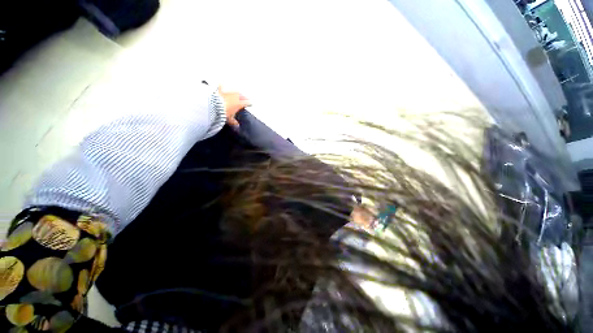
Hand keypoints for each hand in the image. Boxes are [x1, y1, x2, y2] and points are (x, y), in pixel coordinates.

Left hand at [219, 86, 250, 126]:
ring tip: (236, 93)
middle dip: (244, 97)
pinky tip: (222, 85)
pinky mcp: (220, 88)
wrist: (211, 105)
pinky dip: (223, 86)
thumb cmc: (223, 112)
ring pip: (234, 91)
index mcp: (239, 103)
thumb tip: (237, 125)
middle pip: (242, 95)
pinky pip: (222, 86)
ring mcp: (228, 91)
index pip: (247, 102)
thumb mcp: (229, 119)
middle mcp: (235, 96)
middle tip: (245, 98)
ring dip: (236, 92)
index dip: (249, 103)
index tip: (250, 104)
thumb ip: (233, 121)